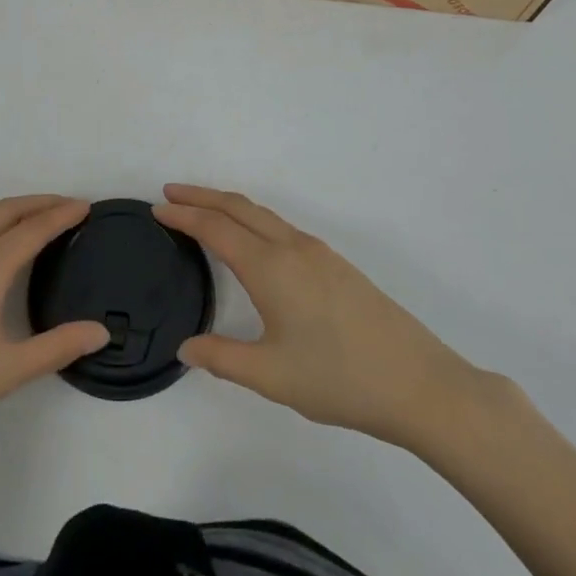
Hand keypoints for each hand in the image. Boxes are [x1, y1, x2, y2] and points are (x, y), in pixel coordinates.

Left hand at [0, 196, 109, 472]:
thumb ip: (57, 347)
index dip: (62, 215)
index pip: (33, 229)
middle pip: (4, 211)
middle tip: (66, 206)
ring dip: (2, 208)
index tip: (86, 207)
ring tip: (22, 220)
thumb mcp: (7, 372)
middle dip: (38, 203)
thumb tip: (101, 332)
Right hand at [155, 185, 502, 451]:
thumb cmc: (339, 379)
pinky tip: (252, 241)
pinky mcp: (336, 265)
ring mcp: (318, 253)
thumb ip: (222, 358)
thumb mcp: (271, 376)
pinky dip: (253, 219)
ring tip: (203, 210)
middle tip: (170, 193)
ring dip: (228, 205)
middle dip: (202, 196)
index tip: (156, 208)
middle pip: (239, 207)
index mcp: (270, 268)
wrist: (418, 382)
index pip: (215, 229)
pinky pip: (282, 227)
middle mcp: (292, 248)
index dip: (183, 216)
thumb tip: (185, 347)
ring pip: (263, 215)